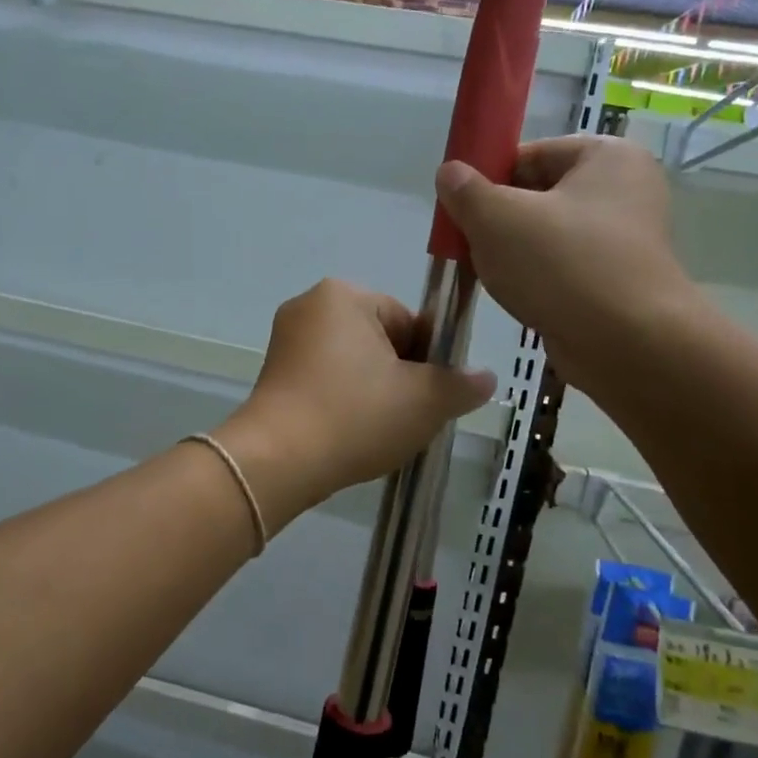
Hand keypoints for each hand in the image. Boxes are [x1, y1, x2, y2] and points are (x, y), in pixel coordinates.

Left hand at [215, 280, 495, 525]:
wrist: (277, 461)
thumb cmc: (355, 415)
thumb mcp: (424, 401)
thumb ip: (461, 385)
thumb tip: (486, 378)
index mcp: (344, 295)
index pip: (409, 321)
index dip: (429, 361)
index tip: (430, 397)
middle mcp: (310, 306)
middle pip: (380, 340)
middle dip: (400, 377)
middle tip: (407, 418)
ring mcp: (286, 339)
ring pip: (353, 363)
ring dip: (373, 392)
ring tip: (378, 431)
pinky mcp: (272, 372)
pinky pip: (324, 379)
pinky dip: (343, 401)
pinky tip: (350, 433)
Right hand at [435, 136, 697, 391]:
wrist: (627, 345)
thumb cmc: (562, 265)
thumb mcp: (497, 218)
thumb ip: (466, 191)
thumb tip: (449, 173)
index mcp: (608, 157)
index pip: (531, 154)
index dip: (489, 177)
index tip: (460, 207)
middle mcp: (626, 191)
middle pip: (539, 194)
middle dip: (498, 218)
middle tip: (466, 242)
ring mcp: (626, 239)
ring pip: (548, 235)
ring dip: (513, 251)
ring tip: (486, 271)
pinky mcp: (619, 281)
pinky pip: (564, 268)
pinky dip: (536, 278)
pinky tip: (513, 295)